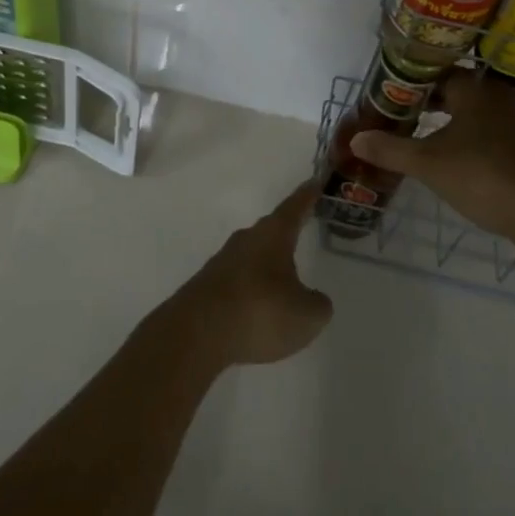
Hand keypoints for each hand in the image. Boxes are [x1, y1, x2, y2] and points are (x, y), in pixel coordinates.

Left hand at [171, 182, 333, 367]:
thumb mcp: (306, 315)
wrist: (197, 334)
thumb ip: (317, 305)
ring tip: (283, 280)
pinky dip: (251, 290)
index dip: (307, 195)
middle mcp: (246, 239)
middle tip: (302, 229)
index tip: (315, 182)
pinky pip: (238, 280)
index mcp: (273, 235)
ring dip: (267, 265)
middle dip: (286, 232)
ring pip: (253, 256)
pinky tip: (257, 310)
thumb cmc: (260, 312)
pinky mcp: (207, 286)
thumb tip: (314, 300)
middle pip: (271, 230)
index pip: (294, 207)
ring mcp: (223, 262)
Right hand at [350, 70, 514, 239]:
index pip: (435, 70)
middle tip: (399, 111)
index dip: (410, 81)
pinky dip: (467, 132)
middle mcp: (497, 92)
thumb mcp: (428, 163)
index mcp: (474, 86)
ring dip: (448, 116)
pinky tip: (452, 151)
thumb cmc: (482, 175)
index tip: (388, 92)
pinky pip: (488, 125)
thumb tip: (356, 139)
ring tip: (420, 130)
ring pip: (472, 107)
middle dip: (428, 99)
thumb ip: (390, 149)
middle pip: (455, 87)